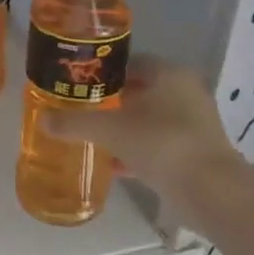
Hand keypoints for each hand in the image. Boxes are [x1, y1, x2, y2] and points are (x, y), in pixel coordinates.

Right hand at [43, 58, 241, 199]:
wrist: (211, 191)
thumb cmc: (160, 143)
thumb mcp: (109, 130)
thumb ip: (74, 123)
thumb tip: (42, 119)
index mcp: (169, 74)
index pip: (129, 63)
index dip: (101, 73)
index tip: (78, 86)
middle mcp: (186, 91)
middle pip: (139, 91)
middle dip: (111, 102)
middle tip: (81, 112)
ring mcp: (195, 123)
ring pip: (149, 119)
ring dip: (124, 128)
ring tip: (93, 139)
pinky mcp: (197, 152)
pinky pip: (159, 144)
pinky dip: (138, 151)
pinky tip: (115, 165)